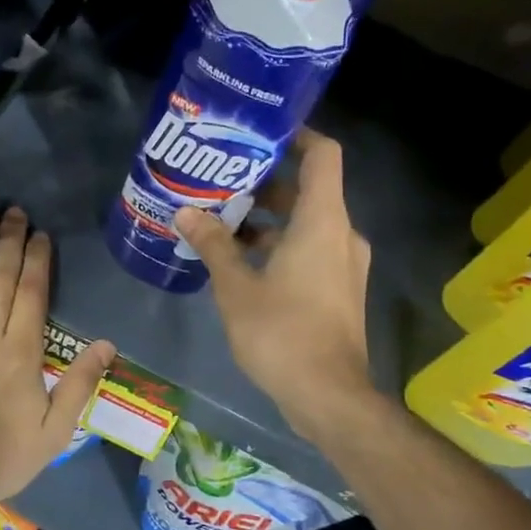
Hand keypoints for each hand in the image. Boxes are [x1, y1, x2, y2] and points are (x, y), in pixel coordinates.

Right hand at [174, 129, 373, 438]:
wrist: (328, 395)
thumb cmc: (281, 333)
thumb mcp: (236, 287)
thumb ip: (214, 244)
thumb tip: (186, 213)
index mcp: (322, 221)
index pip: (322, 155)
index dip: (296, 136)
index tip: (259, 134)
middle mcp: (341, 235)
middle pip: (308, 190)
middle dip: (264, 185)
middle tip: (220, 183)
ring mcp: (344, 265)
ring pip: (306, 225)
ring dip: (267, 222)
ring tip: (220, 223)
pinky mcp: (339, 290)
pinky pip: (310, 251)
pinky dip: (279, 247)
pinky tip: (239, 263)